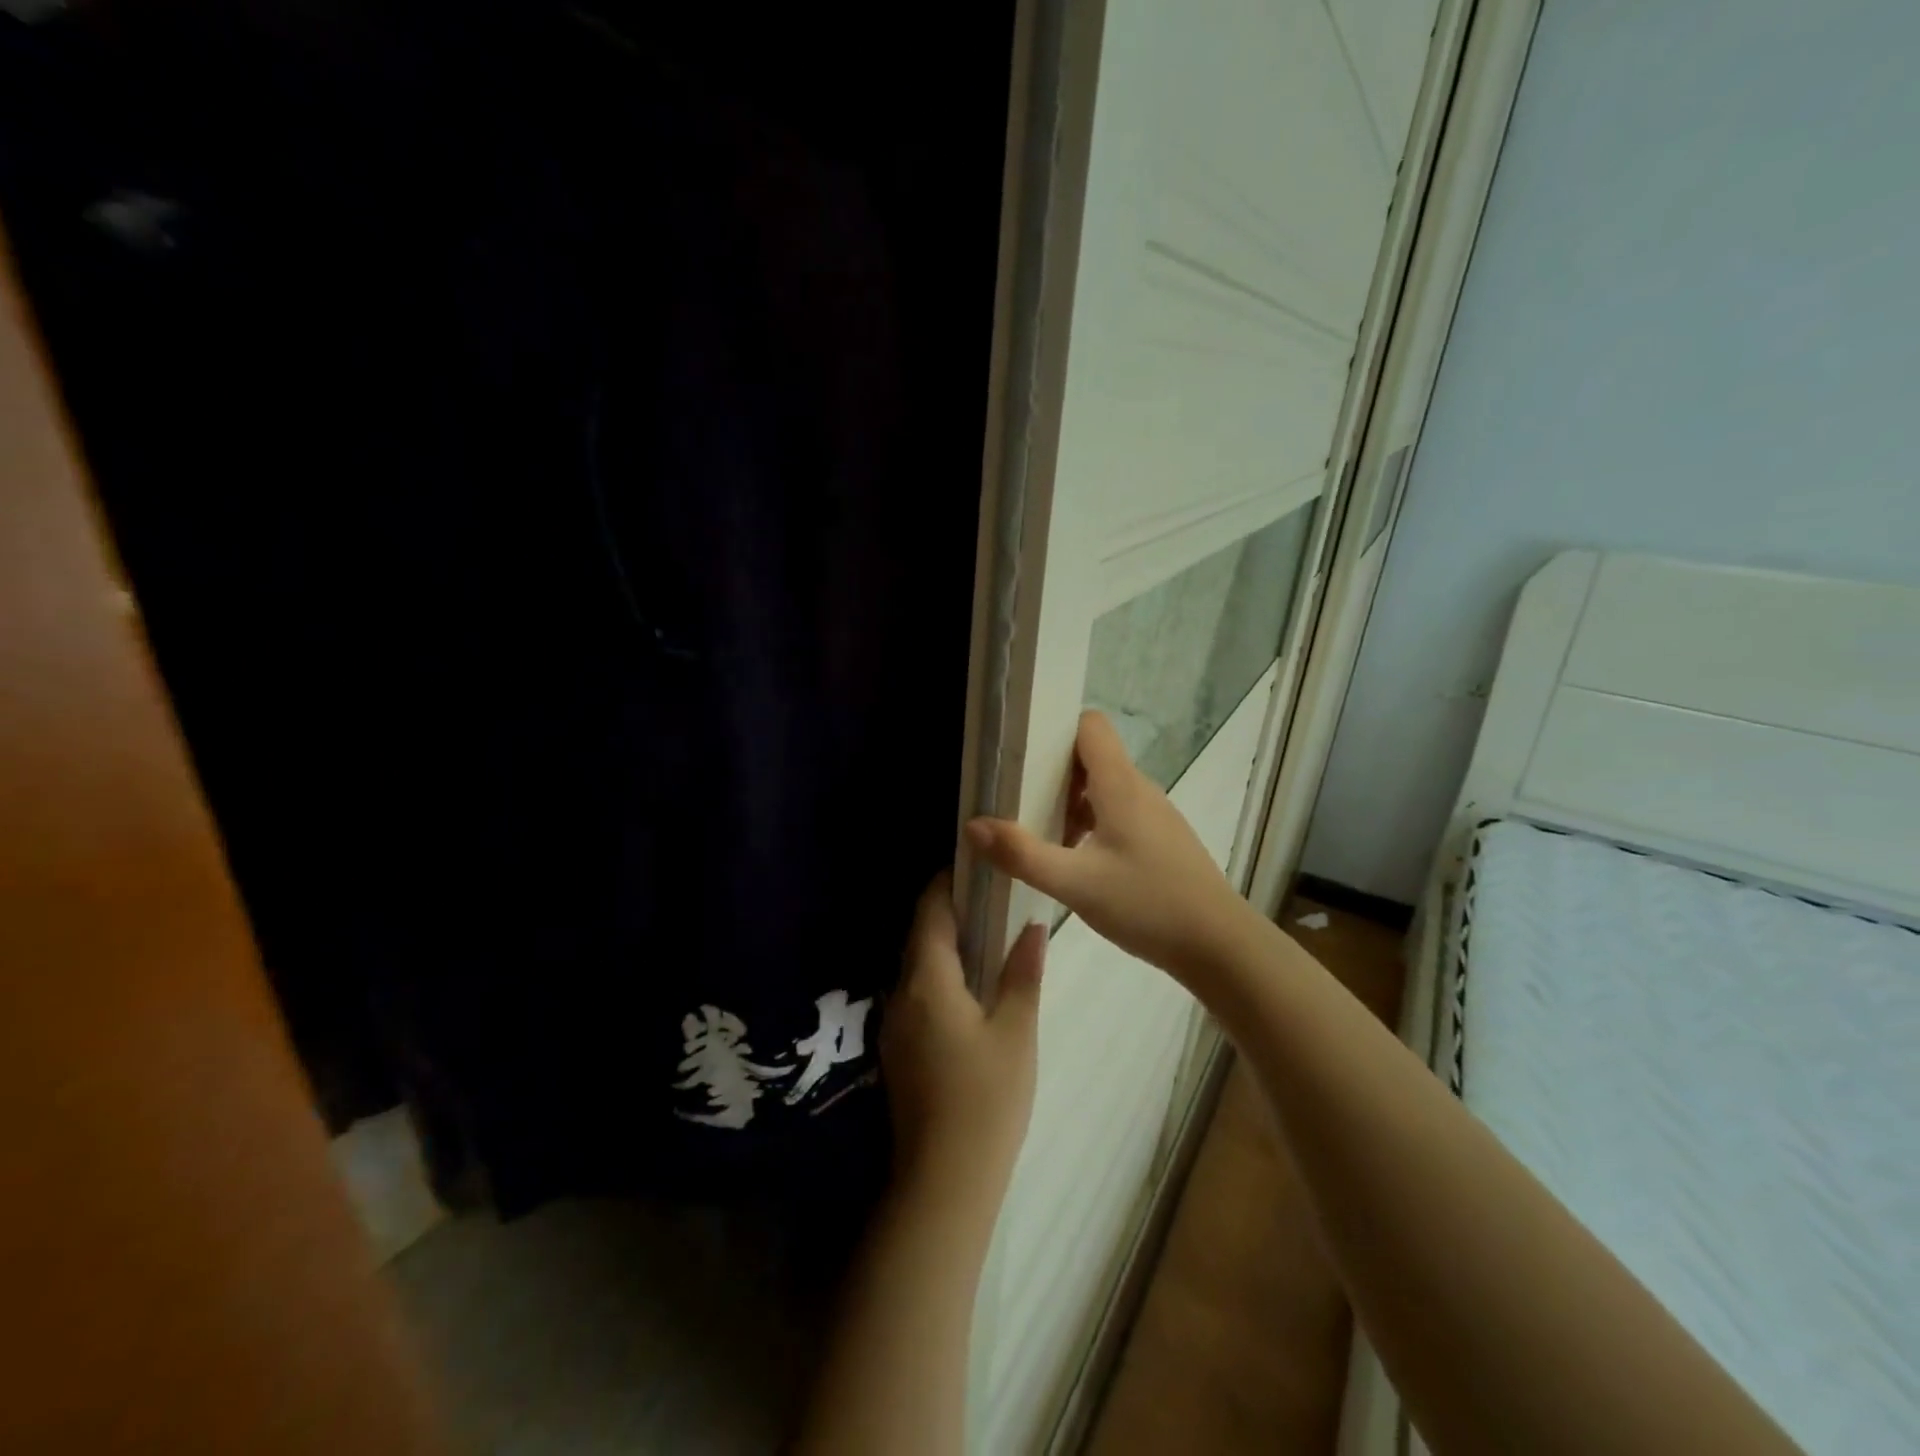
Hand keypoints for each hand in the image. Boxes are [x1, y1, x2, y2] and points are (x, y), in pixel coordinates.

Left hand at [881, 873, 1044, 1213]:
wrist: (943, 1183)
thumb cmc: (986, 1100)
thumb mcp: (1016, 1032)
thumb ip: (1023, 974)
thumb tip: (1032, 928)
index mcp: (927, 981)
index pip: (929, 912)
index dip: (946, 883)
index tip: (974, 867)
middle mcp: (901, 995)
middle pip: (919, 937)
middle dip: (948, 912)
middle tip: (990, 898)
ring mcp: (894, 1025)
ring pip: (917, 967)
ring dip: (944, 946)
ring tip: (987, 937)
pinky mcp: (899, 1051)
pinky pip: (917, 994)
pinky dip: (939, 976)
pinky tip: (970, 988)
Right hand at [965, 710, 1254, 985]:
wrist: (1219, 945)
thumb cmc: (1148, 905)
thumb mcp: (1075, 884)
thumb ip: (1022, 854)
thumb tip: (972, 825)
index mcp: (1121, 785)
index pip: (1090, 726)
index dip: (1055, 730)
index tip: (1021, 755)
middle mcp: (1140, 789)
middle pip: (1092, 757)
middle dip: (1052, 772)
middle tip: (1017, 800)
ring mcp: (1155, 815)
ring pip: (1104, 788)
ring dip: (1071, 803)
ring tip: (1040, 835)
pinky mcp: (1161, 840)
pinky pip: (1119, 814)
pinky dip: (1092, 824)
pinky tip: (1076, 862)